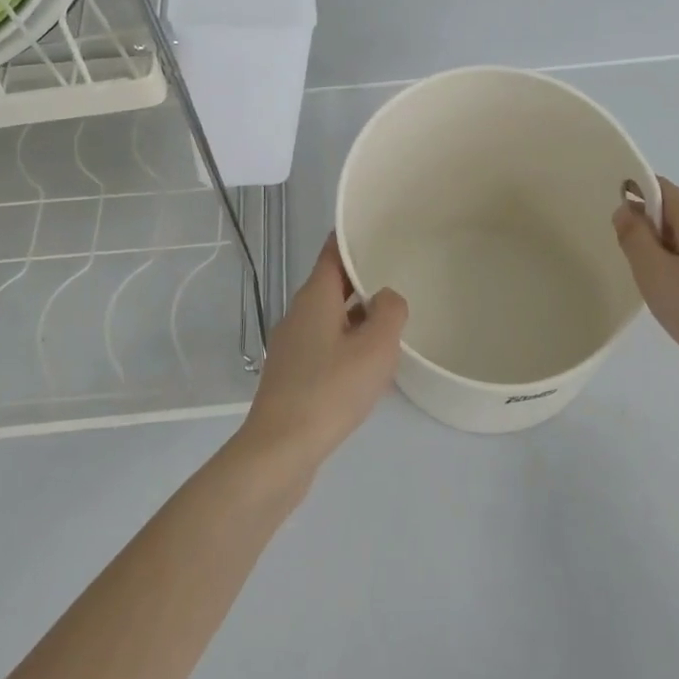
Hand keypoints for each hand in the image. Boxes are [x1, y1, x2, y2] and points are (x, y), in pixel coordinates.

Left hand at [234, 235, 408, 480]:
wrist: (281, 449)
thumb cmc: (331, 390)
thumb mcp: (375, 347)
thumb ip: (389, 312)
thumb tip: (385, 297)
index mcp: (314, 298)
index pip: (333, 253)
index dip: (352, 239)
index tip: (377, 229)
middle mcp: (298, 314)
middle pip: (331, 285)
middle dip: (361, 279)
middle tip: (397, 274)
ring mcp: (291, 346)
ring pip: (329, 317)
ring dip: (356, 316)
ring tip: (390, 322)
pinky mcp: (291, 376)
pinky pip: (324, 346)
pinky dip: (346, 344)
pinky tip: (367, 366)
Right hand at [613, 178, 678, 384]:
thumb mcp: (654, 275)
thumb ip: (634, 237)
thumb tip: (627, 210)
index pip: (660, 189)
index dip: (634, 201)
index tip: (621, 234)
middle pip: (676, 217)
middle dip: (651, 238)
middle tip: (640, 274)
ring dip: (670, 261)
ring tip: (665, 298)